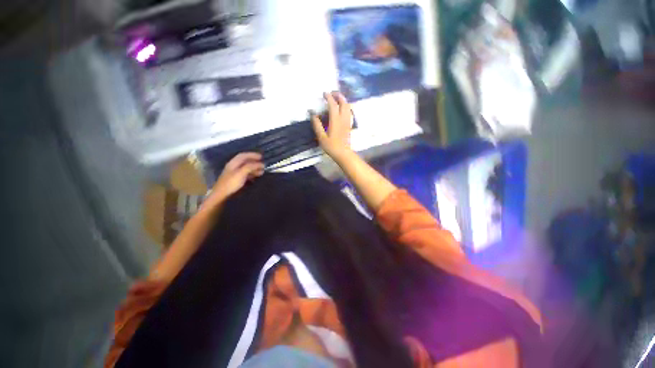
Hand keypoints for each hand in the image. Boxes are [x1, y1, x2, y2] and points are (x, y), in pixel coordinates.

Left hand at [208, 152, 263, 203]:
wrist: (222, 196)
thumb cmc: (231, 183)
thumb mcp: (242, 173)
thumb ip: (251, 167)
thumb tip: (260, 164)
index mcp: (233, 163)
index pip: (243, 155)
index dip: (252, 155)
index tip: (261, 157)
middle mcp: (233, 167)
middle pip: (245, 162)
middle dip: (255, 162)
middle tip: (263, 165)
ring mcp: (234, 174)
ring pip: (246, 169)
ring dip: (254, 169)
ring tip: (262, 172)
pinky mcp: (236, 181)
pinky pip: (246, 175)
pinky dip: (252, 175)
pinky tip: (256, 178)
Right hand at [312, 92, 353, 161]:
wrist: (343, 154)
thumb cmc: (332, 147)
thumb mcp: (321, 137)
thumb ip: (317, 125)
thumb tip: (313, 114)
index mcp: (335, 121)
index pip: (333, 105)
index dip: (328, 97)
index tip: (324, 93)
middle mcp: (343, 119)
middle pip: (343, 102)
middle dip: (338, 95)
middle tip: (332, 93)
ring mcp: (348, 121)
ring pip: (348, 106)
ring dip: (343, 100)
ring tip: (336, 98)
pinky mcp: (349, 125)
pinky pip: (349, 112)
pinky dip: (346, 106)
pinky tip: (342, 108)